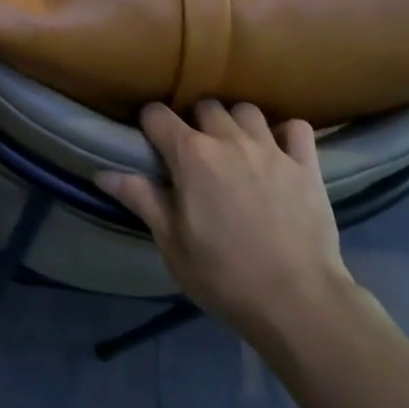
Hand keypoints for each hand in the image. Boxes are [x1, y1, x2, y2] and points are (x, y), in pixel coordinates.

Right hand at [96, 101, 354, 352]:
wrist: (298, 302)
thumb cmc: (224, 276)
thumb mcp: (172, 244)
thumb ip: (141, 200)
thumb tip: (102, 173)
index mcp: (191, 155)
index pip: (157, 115)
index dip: (149, 123)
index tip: (150, 141)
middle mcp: (229, 139)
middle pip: (205, 106)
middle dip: (195, 121)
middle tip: (195, 152)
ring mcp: (271, 149)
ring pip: (247, 110)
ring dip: (236, 122)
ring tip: (235, 147)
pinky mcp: (306, 165)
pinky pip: (297, 128)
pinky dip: (286, 133)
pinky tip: (280, 150)